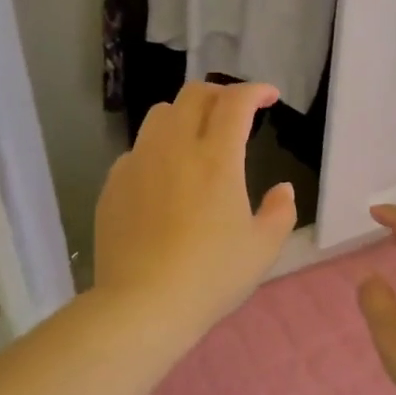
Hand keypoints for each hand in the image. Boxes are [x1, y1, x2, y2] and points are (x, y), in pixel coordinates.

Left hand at [93, 82, 296, 342]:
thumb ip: (280, 212)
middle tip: (234, 112)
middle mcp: (174, 148)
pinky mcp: (113, 184)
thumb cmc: (211, 276)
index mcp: (216, 158)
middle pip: (193, 95)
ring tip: (196, 138)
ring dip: (184, 115)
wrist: (143, 304)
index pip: (236, 102)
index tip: (269, 97)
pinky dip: (157, 150)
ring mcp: (138, 163)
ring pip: (159, 116)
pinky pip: (137, 150)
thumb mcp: (263, 249)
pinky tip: (163, 179)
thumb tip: (282, 189)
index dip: (256, 90)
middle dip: (220, 94)